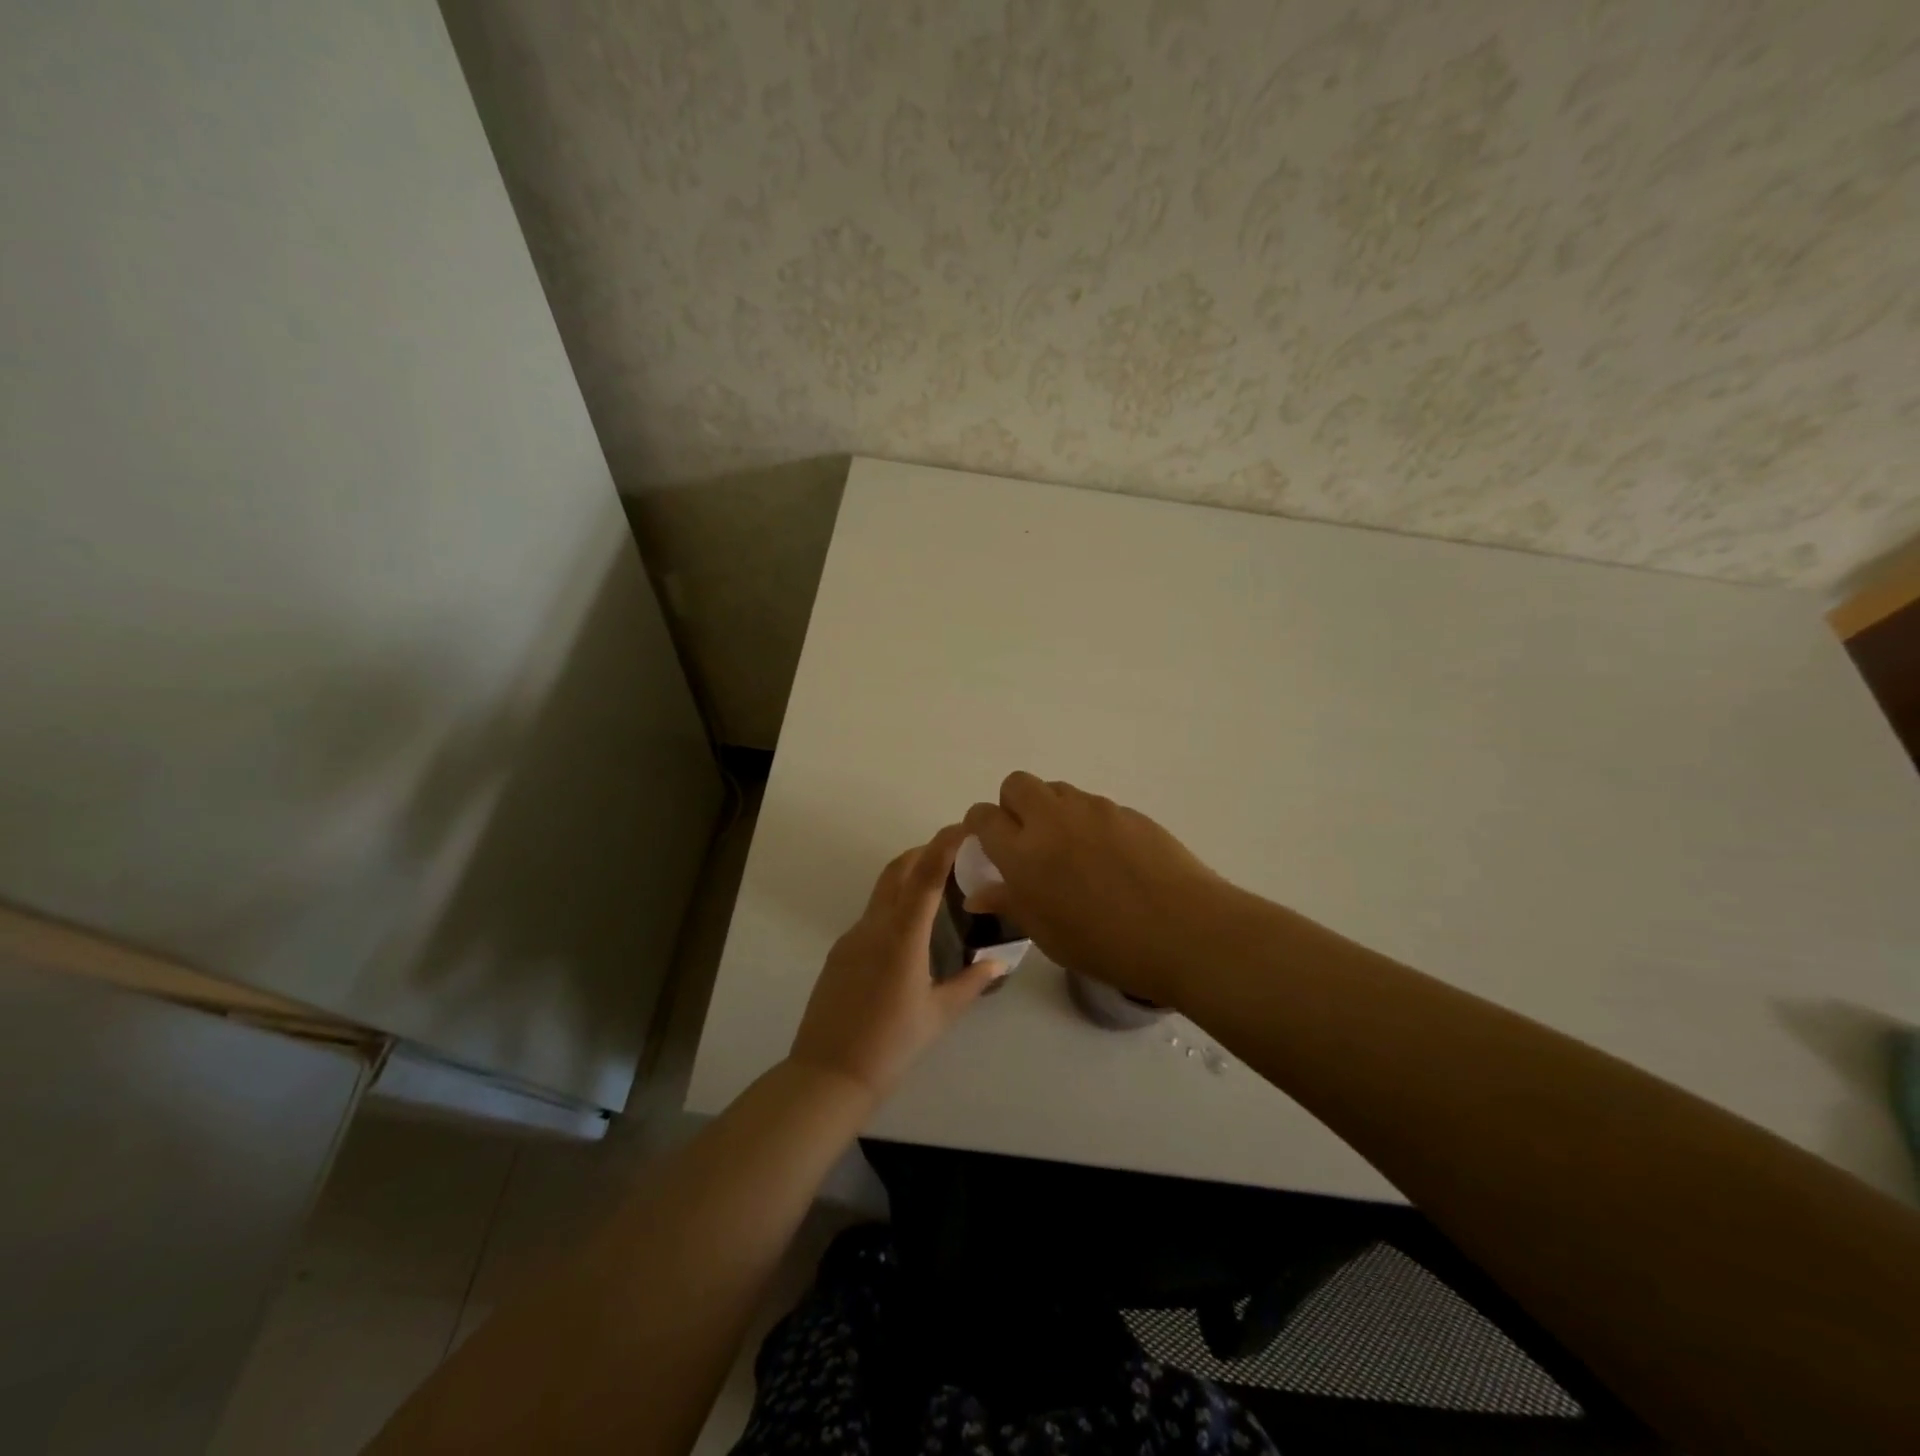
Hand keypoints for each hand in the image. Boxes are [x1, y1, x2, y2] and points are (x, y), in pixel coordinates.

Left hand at [788, 823, 1006, 1100]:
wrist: (829, 1074)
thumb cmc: (891, 1045)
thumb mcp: (939, 1015)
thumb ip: (971, 983)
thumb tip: (998, 963)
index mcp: (902, 937)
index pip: (924, 876)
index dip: (943, 845)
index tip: (962, 827)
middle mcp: (874, 926)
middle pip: (897, 870)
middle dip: (924, 852)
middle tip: (953, 853)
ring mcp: (852, 937)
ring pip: (882, 891)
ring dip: (907, 878)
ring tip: (936, 889)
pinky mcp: (840, 952)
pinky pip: (871, 916)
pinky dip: (893, 906)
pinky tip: (909, 933)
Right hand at [963, 772, 1228, 1006]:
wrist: (1183, 930)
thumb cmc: (1106, 944)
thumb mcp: (1047, 934)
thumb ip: (1010, 904)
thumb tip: (978, 895)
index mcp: (1023, 852)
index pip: (984, 817)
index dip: (980, 826)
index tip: (987, 843)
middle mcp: (1052, 819)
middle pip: (1017, 784)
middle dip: (1013, 805)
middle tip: (1028, 840)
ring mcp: (1093, 809)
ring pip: (1057, 789)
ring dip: (1051, 809)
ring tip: (1070, 849)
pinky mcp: (1127, 810)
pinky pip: (1093, 805)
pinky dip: (1088, 821)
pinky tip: (1109, 857)